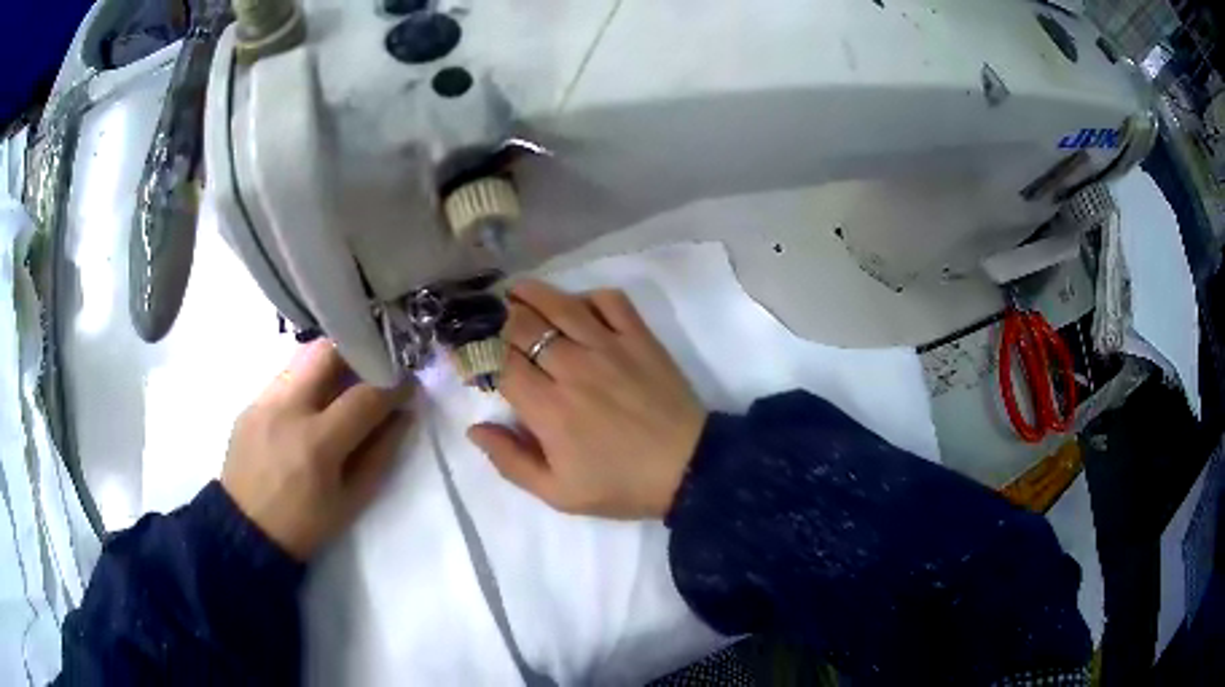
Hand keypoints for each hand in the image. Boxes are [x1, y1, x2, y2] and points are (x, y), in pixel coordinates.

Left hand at [222, 340, 413, 559]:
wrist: (245, 531)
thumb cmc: (305, 525)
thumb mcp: (352, 500)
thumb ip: (380, 454)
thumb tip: (402, 415)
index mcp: (316, 443)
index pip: (364, 396)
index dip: (394, 386)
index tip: (408, 384)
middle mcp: (287, 409)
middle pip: (327, 352)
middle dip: (357, 353)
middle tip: (373, 370)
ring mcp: (263, 402)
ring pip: (303, 358)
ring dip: (330, 365)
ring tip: (341, 388)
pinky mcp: (249, 404)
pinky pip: (284, 379)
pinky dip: (306, 384)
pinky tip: (309, 409)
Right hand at [467, 281, 706, 518]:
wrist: (689, 469)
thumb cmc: (620, 485)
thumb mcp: (558, 493)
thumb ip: (511, 461)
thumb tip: (475, 428)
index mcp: (549, 408)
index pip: (498, 362)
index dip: (474, 351)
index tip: (464, 349)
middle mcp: (573, 368)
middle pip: (522, 326)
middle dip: (495, 317)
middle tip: (484, 317)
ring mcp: (610, 347)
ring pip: (561, 305)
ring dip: (531, 294)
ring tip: (515, 293)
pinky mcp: (640, 338)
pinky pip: (610, 301)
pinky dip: (588, 296)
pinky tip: (576, 305)